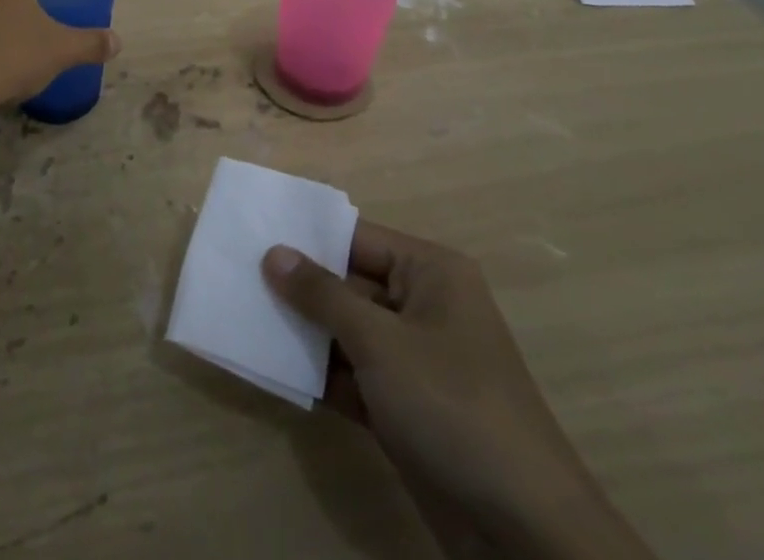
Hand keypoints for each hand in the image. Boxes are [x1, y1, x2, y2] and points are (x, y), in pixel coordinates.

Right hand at [263, 226, 653, 559]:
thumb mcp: (380, 342)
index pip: (356, 237)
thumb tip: (273, 252)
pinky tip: (274, 366)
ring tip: (244, 316)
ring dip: (305, 331)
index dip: (306, 236)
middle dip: (299, 286)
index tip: (252, 233)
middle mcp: (424, 305)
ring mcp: (416, 359)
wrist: (525, 533)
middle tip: (238, 275)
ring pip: (348, 331)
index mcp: (430, 272)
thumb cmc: (452, 405)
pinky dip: (321, 373)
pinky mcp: (407, 407)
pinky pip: (354, 374)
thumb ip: (322, 294)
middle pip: (349, 282)